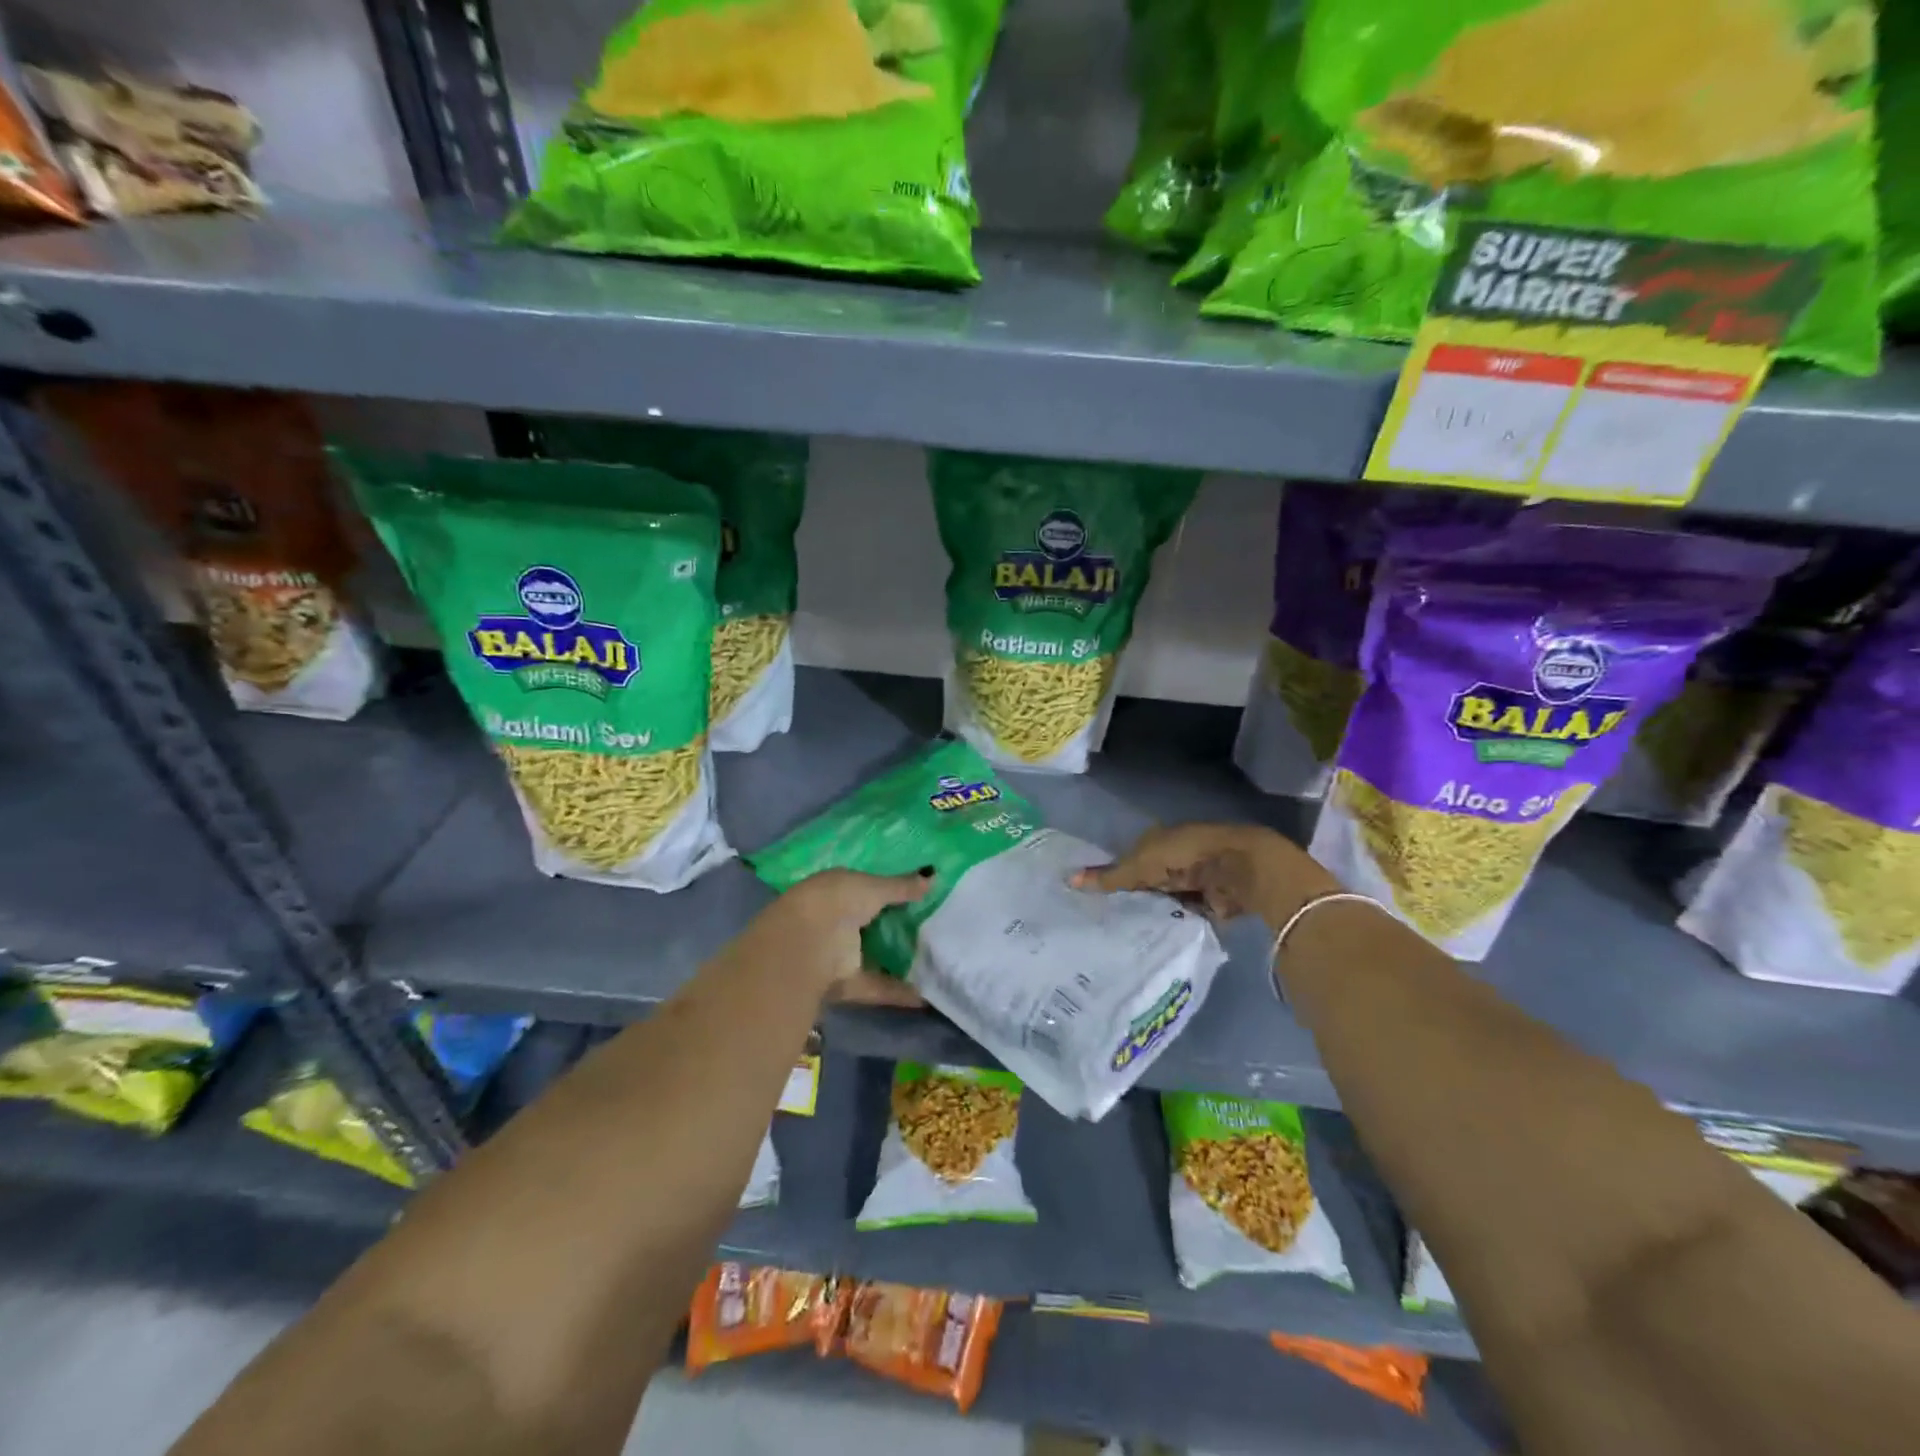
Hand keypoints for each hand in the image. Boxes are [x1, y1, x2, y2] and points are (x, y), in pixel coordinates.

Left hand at [753, 867, 932, 1007]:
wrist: (805, 946)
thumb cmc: (837, 902)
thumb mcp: (873, 888)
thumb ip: (902, 886)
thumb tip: (933, 876)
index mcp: (836, 890)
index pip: (864, 888)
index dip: (887, 891)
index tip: (916, 895)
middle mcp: (835, 920)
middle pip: (869, 923)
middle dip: (894, 927)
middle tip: (932, 927)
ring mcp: (838, 953)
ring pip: (871, 956)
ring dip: (896, 960)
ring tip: (932, 961)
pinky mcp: (844, 983)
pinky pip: (876, 986)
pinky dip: (898, 992)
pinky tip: (925, 996)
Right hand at [1070, 822, 1338, 927]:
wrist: (1241, 869)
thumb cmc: (1187, 855)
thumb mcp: (1140, 865)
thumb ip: (1108, 877)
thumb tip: (1068, 880)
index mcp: (1158, 839)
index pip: (1128, 857)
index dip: (1111, 875)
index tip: (1091, 898)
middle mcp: (1175, 857)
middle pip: (1146, 880)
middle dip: (1131, 897)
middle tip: (1103, 922)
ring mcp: (1193, 880)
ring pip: (1164, 900)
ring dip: (1152, 913)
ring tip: (1122, 936)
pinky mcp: (1210, 902)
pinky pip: (1183, 916)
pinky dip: (1172, 926)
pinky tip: (1151, 941)